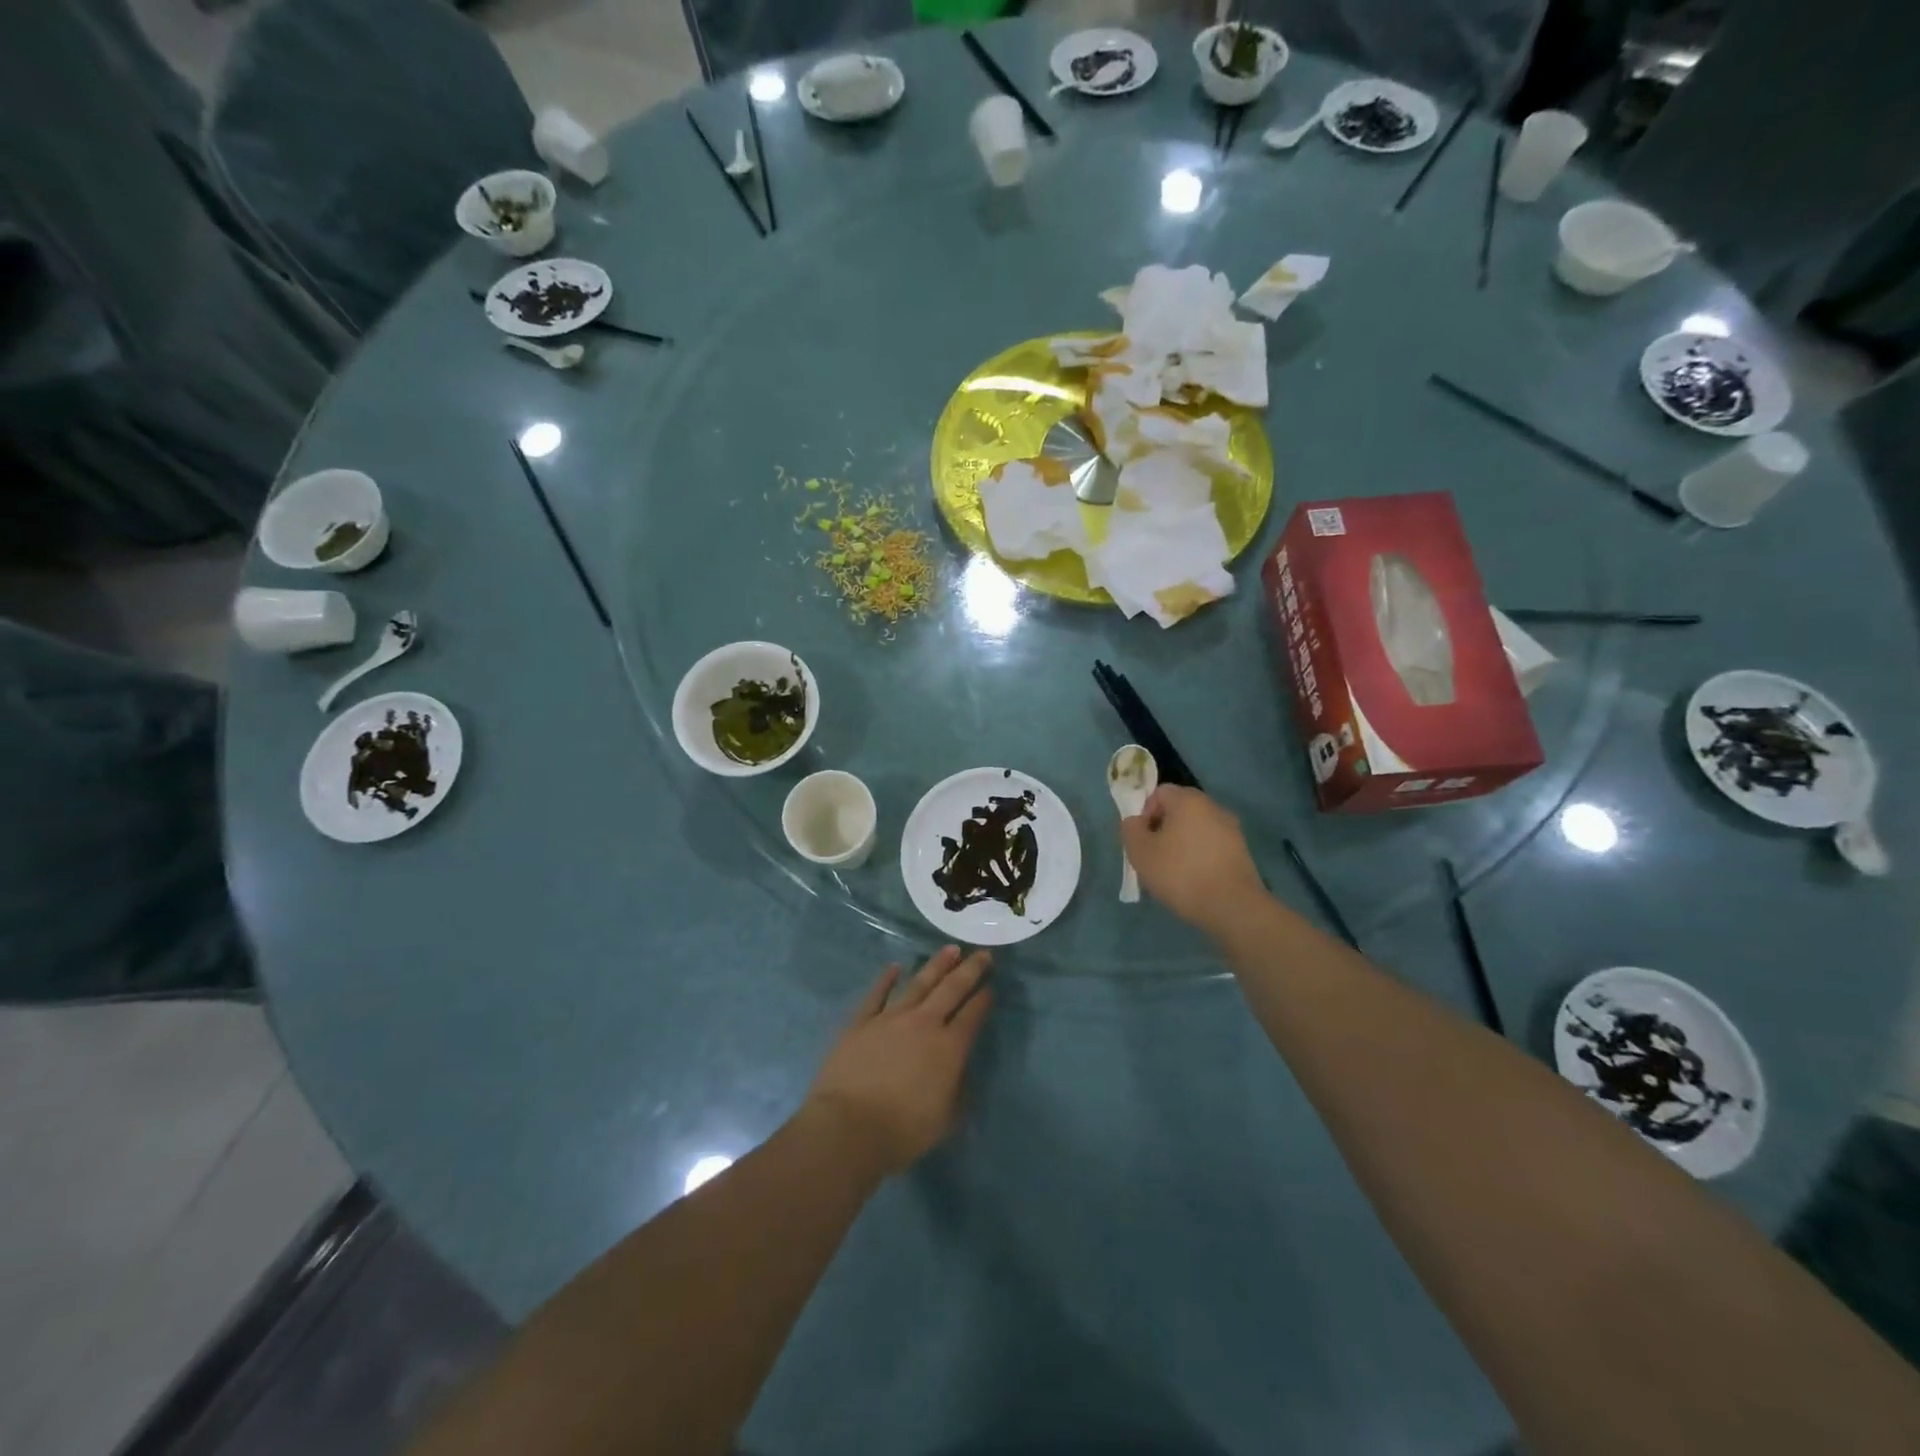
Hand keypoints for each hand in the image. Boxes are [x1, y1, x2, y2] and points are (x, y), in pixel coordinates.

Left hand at [803, 946, 992, 1176]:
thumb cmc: (902, 1131)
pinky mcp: (861, 1021)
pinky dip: (886, 978)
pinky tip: (895, 967)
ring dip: (937, 965)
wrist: (848, 1127)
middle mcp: (924, 1024)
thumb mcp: (945, 1120)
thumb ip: (957, 1091)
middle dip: (970, 969)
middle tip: (983, 953)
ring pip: (919, 983)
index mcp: (949, 1048)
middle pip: (951, 989)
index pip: (973, 1016)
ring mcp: (891, 1018)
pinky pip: (877, 994)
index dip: (984, 999)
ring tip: (950, 949)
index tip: (992, 986)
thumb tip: (959, 1071)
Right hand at [1120, 785, 1266, 936]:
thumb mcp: (1140, 852)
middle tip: (1154, 857)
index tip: (1143, 840)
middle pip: (1179, 810)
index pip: (1159, 793)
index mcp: (1188, 800)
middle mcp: (1213, 807)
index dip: (1145, 813)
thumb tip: (1136, 822)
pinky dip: (1200, 857)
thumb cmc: (1180, 873)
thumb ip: (1130, 829)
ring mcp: (1231, 829)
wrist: (1232, 907)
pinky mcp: (1242, 852)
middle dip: (1163, 829)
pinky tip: (1194, 881)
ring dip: (1182, 844)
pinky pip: (1212, 846)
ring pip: (1196, 829)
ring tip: (1174, 873)